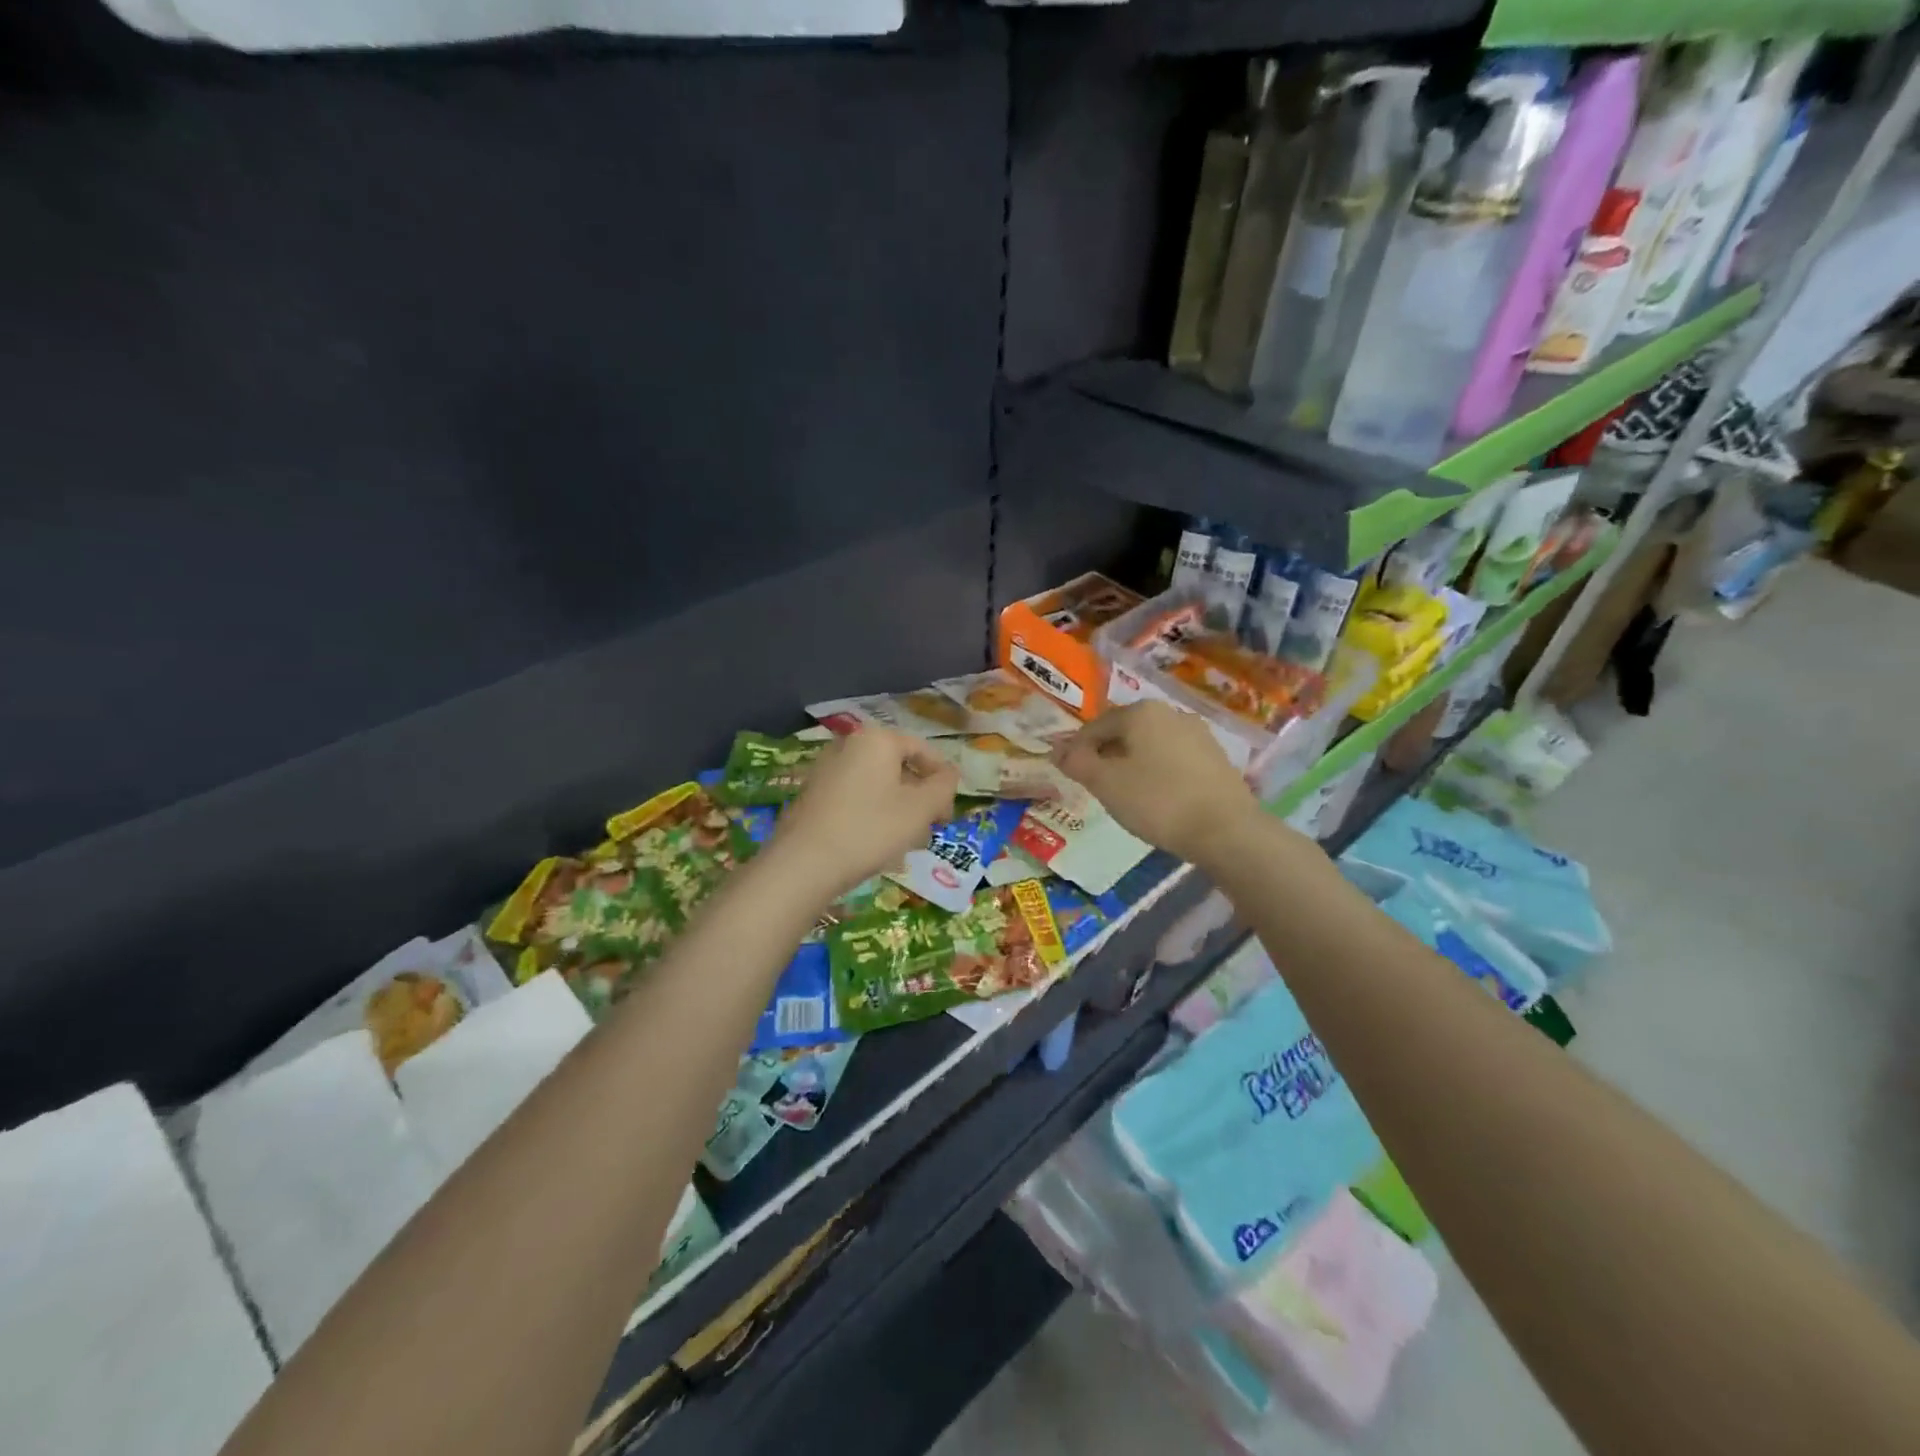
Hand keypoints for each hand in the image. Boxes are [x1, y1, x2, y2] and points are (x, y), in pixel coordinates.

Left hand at [770, 727, 958, 901]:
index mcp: (877, 740)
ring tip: (904, 845)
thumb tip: (950, 774)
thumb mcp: (920, 809)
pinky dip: (871, 816)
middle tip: (928, 830)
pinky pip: (854, 799)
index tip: (947, 814)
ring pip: (876, 786)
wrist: (804, 863)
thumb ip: (943, 786)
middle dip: (918, 799)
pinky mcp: (812, 795)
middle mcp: (848, 745)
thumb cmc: (871, 829)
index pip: (922, 750)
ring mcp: (826, 770)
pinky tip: (875, 846)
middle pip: (898, 768)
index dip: (942, 781)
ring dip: (897, 811)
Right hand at [1051, 701, 1259, 868]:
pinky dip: (1158, 773)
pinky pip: (1174, 759)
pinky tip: (1158, 799)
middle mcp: (1171, 713)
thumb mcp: (1106, 783)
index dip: (1077, 750)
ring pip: (1151, 745)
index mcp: (1141, 712)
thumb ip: (1077, 762)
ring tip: (1126, 795)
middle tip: (1096, 786)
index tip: (1070, 774)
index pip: (1095, 726)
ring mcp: (1198, 734)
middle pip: (1125, 732)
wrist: (1227, 830)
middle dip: (1106, 755)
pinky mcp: (1216, 758)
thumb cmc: (1158, 801)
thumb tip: (1056, 749)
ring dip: (1133, 764)